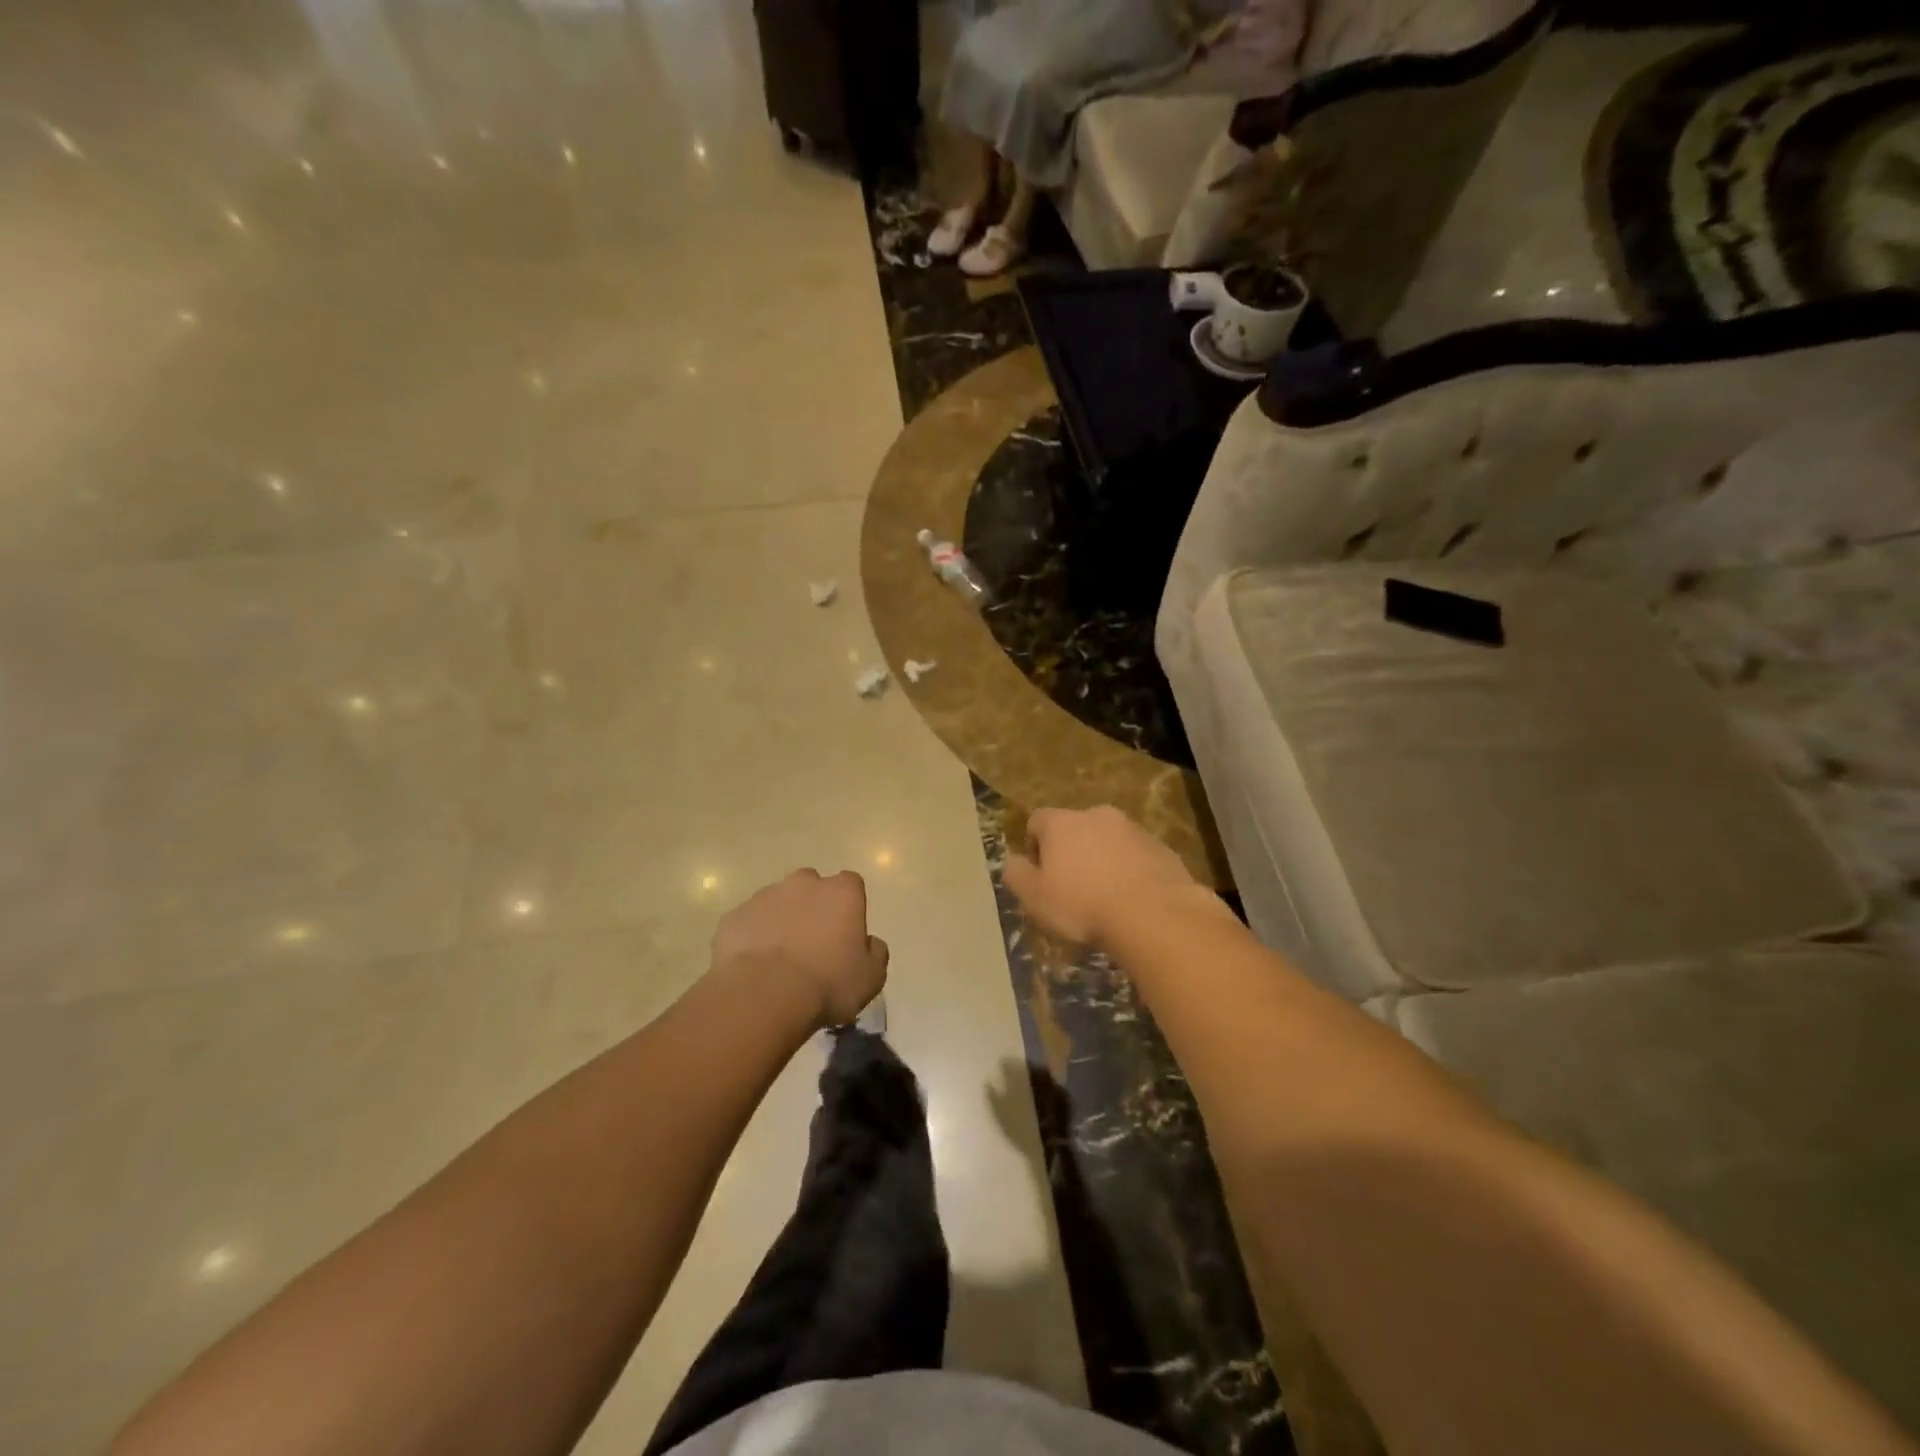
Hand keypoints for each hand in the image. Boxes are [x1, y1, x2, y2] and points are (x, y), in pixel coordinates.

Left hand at [711, 870, 888, 1028]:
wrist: (764, 995)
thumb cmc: (828, 983)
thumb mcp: (871, 978)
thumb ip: (876, 953)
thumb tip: (870, 942)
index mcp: (842, 892)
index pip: (851, 885)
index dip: (849, 908)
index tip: (845, 934)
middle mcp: (804, 883)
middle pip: (811, 886)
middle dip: (812, 907)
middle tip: (812, 944)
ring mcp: (764, 896)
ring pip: (777, 902)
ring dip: (780, 921)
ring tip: (779, 960)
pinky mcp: (734, 916)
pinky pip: (748, 923)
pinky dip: (752, 938)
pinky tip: (754, 967)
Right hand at [1003, 805, 1204, 946]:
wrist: (1153, 915)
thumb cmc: (1083, 905)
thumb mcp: (1035, 897)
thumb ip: (1017, 875)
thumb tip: (1014, 862)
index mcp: (1062, 822)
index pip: (1037, 821)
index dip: (1034, 847)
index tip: (1041, 877)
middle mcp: (1097, 815)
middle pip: (1075, 828)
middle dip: (1072, 852)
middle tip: (1073, 889)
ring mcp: (1133, 829)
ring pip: (1109, 841)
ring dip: (1103, 860)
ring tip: (1106, 898)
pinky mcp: (1162, 848)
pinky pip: (1137, 856)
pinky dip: (1131, 871)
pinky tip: (1132, 901)